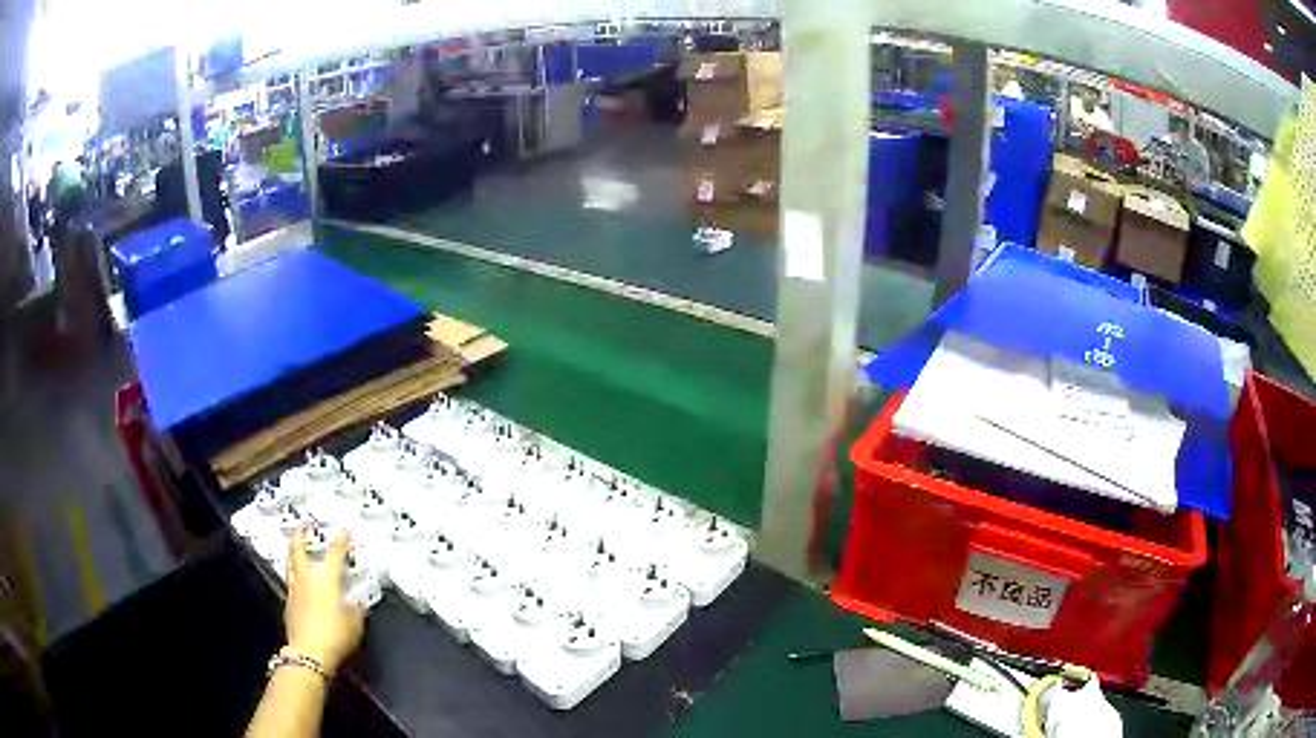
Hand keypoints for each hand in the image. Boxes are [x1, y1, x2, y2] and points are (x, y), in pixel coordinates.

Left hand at [284, 529, 365, 676]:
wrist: (309, 653)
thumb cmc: (336, 636)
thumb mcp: (355, 624)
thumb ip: (357, 610)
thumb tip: (359, 602)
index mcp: (327, 579)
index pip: (335, 554)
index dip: (341, 541)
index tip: (344, 532)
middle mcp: (308, 579)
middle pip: (299, 550)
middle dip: (300, 535)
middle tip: (303, 524)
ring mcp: (295, 590)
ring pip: (291, 565)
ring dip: (294, 554)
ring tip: (296, 548)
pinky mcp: (289, 604)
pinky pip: (292, 583)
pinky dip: (296, 577)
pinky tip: (301, 583)